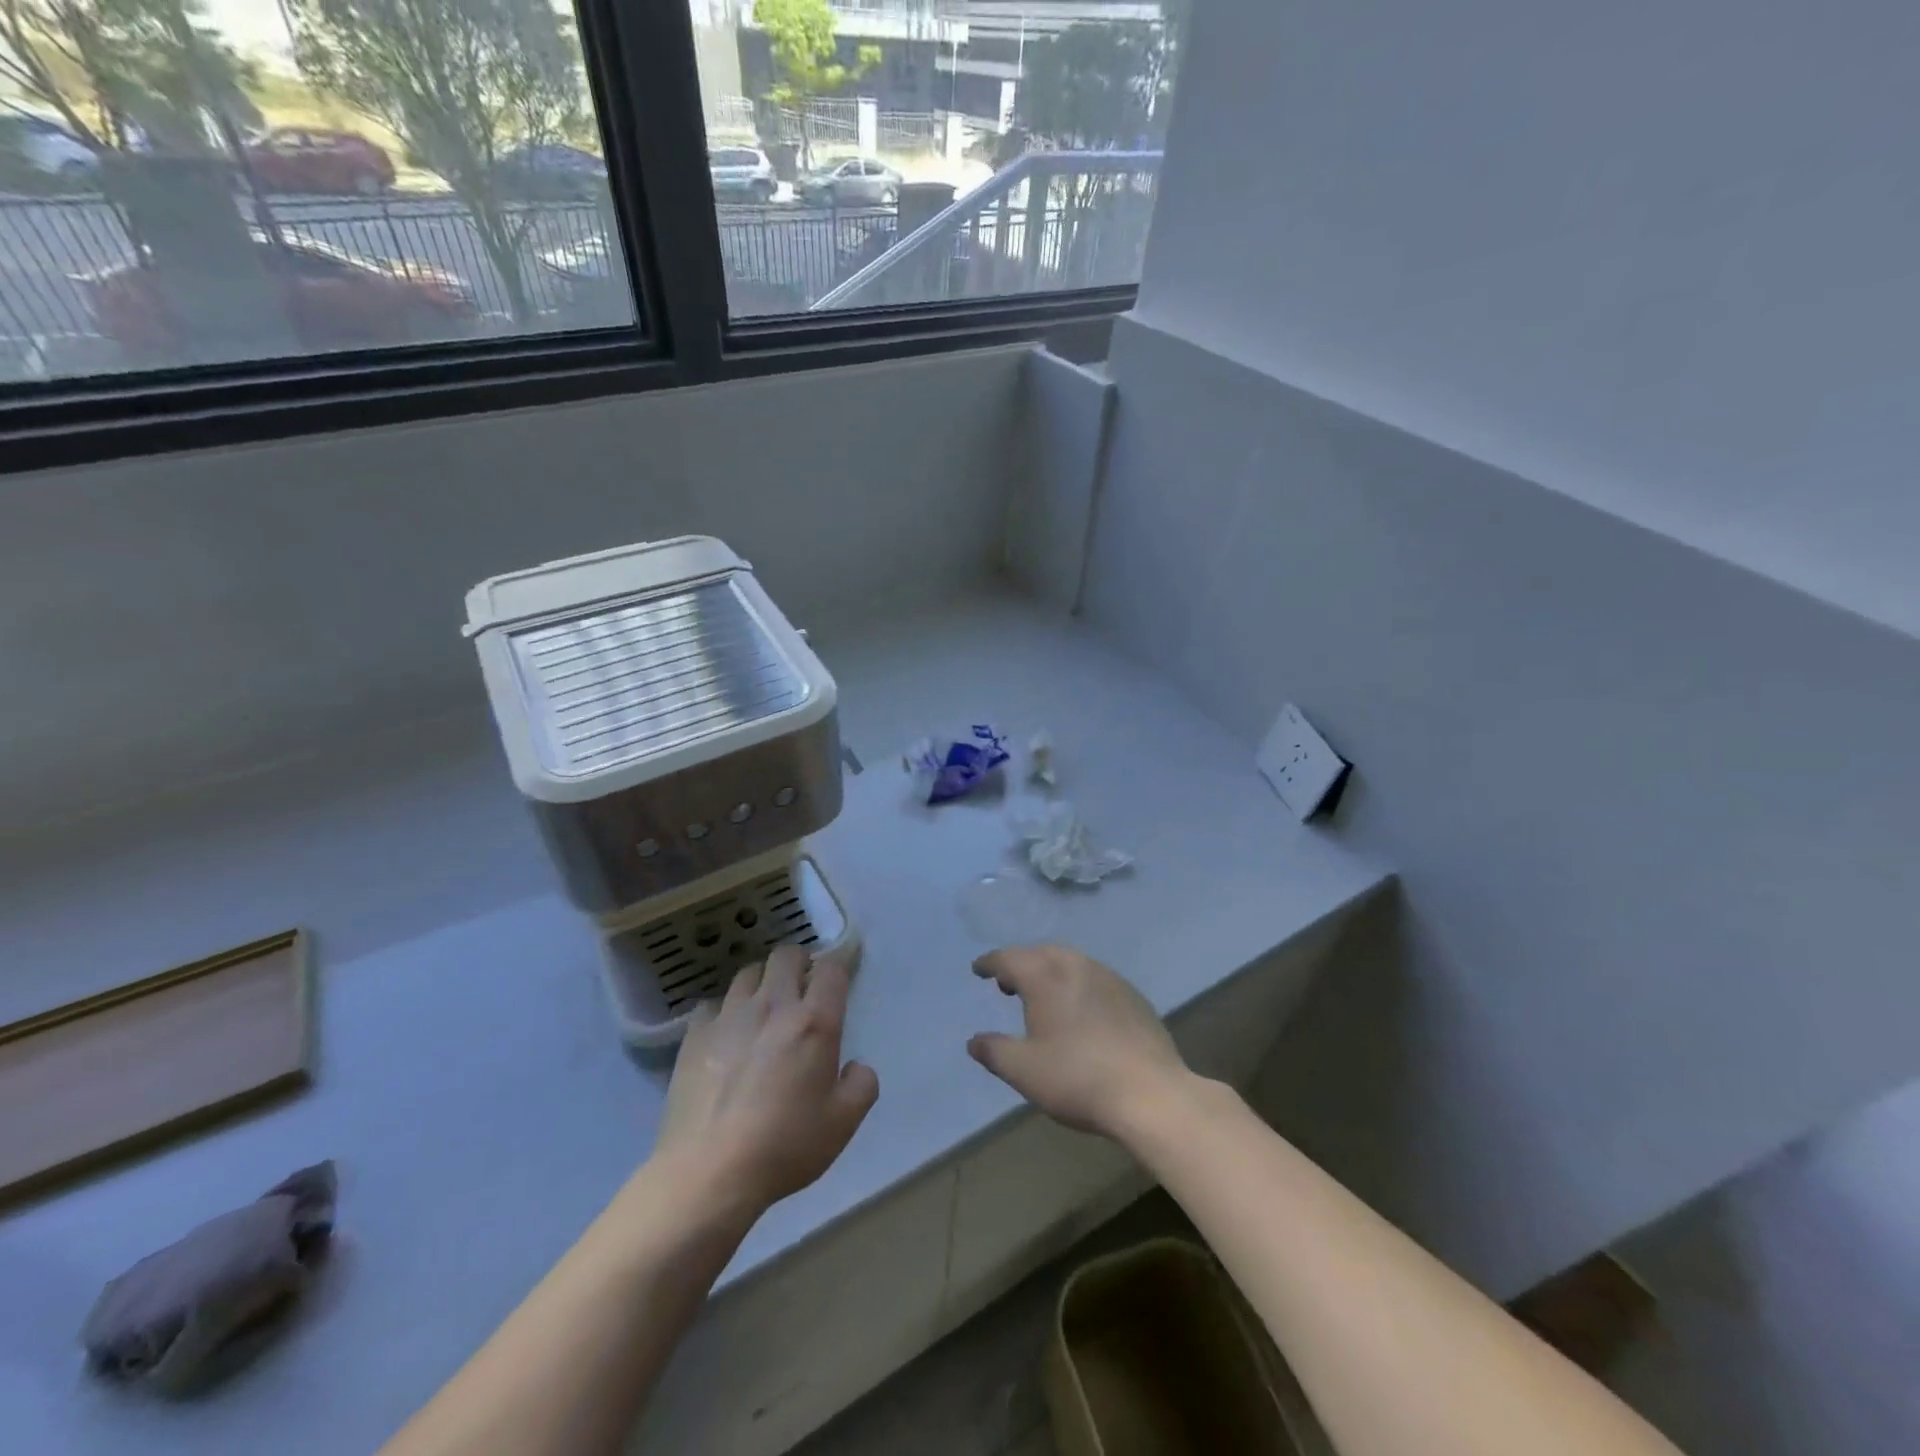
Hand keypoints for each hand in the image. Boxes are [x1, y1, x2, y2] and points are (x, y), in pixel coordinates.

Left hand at [654, 946, 877, 1220]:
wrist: (710, 1172)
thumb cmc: (785, 1146)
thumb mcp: (843, 1123)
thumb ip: (862, 1085)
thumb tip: (855, 1066)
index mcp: (814, 1022)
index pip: (831, 969)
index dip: (838, 967)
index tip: (837, 981)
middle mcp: (773, 1006)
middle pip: (786, 955)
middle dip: (799, 963)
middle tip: (802, 989)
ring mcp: (730, 1016)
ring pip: (748, 972)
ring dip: (762, 981)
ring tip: (764, 1006)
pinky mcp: (695, 1034)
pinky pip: (713, 1003)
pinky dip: (724, 1010)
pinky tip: (726, 1033)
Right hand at [967, 945, 1193, 1139]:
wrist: (1150, 1093)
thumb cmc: (1077, 1078)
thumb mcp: (1024, 1071)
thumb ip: (994, 1051)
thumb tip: (974, 1041)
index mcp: (1045, 976)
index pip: (1009, 958)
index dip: (990, 963)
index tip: (979, 969)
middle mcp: (1075, 965)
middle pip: (1040, 954)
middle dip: (1020, 964)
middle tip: (1007, 984)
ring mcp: (1108, 977)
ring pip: (1070, 962)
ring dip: (1050, 971)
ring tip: (1042, 996)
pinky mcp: (1132, 994)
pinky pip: (1094, 977)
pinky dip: (1076, 984)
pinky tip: (1080, 1010)